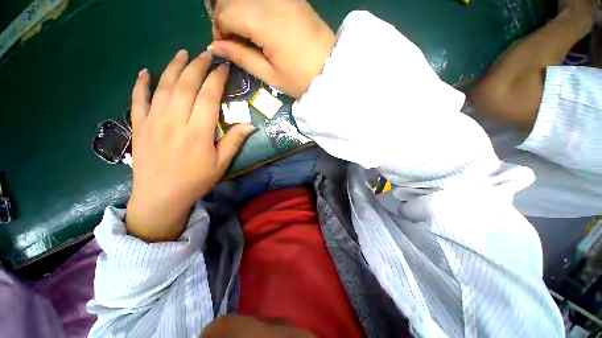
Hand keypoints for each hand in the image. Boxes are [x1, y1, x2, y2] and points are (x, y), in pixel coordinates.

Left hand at [126, 50, 254, 241]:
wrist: (161, 196)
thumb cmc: (195, 180)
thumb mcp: (221, 164)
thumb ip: (234, 142)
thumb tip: (250, 125)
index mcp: (198, 132)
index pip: (208, 97)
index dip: (216, 80)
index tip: (223, 68)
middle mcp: (175, 121)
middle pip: (186, 86)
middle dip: (197, 67)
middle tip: (205, 55)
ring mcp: (153, 121)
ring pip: (163, 87)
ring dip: (173, 67)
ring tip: (182, 54)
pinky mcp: (139, 126)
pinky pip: (137, 100)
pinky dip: (141, 84)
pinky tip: (145, 72)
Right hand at [209, 0, 335, 97]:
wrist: (331, 70)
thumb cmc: (301, 79)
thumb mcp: (270, 75)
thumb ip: (241, 57)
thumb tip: (215, 47)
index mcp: (266, 22)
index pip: (225, 12)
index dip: (219, 30)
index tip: (226, 48)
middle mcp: (272, 1)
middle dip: (225, 18)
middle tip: (234, 42)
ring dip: (238, 11)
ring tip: (247, 35)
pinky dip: (253, 8)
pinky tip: (259, 25)